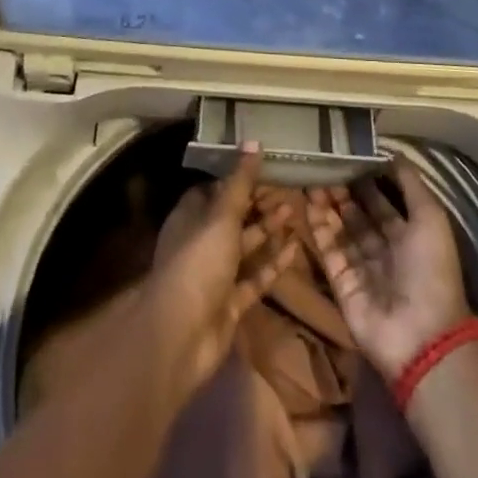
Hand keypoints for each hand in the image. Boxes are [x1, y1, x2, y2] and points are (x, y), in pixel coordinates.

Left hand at [142, 147, 297, 394]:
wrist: (182, 336)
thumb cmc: (198, 262)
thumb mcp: (221, 216)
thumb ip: (240, 182)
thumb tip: (253, 141)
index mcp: (190, 217)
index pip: (214, 190)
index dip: (237, 179)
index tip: (264, 168)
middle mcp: (201, 242)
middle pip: (233, 217)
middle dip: (258, 204)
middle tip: (288, 189)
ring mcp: (215, 274)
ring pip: (246, 246)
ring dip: (268, 230)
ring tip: (295, 211)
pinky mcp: (230, 302)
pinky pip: (255, 277)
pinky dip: (273, 263)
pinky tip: (295, 247)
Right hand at [307, 159, 469, 382]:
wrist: (421, 334)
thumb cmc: (430, 270)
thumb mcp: (430, 218)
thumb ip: (411, 185)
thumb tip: (393, 152)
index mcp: (409, 237)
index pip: (384, 204)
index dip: (368, 182)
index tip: (348, 157)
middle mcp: (385, 251)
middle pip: (359, 216)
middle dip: (344, 193)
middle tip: (323, 166)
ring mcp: (362, 269)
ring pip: (341, 231)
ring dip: (328, 206)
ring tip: (311, 179)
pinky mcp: (342, 284)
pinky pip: (329, 251)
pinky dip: (319, 229)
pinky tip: (309, 204)